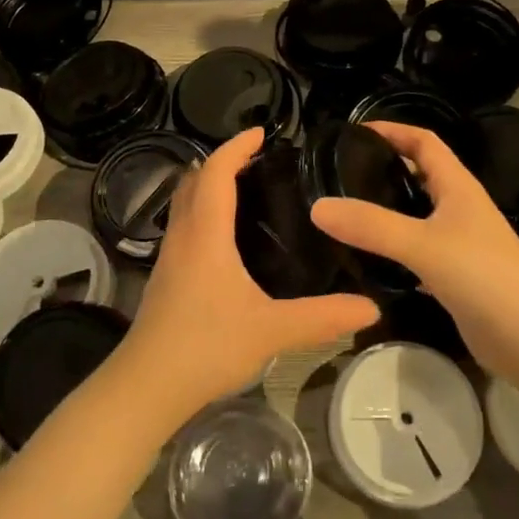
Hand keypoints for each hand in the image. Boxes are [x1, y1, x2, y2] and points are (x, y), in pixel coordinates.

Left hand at [116, 128, 379, 422]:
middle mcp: (184, 235)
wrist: (146, 386)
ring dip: (210, 185)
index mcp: (206, 233)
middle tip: (259, 160)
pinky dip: (204, 212)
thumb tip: (371, 308)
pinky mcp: (166, 277)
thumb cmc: (205, 346)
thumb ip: (322, 317)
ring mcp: (170, 256)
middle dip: (222, 161)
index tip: (263, 132)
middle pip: (195, 179)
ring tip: (248, 190)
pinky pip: (185, 225)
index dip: (236, 146)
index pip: (216, 171)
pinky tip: (228, 238)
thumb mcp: (271, 331)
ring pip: (186, 202)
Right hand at [310, 121, 518, 376]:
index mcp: (458, 187)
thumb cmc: (485, 276)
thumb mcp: (423, 244)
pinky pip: (416, 254)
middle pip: (420, 176)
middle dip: (384, 169)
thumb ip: (372, 225)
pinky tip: (366, 260)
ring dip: (386, 211)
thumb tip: (317, 206)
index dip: (394, 129)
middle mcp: (459, 209)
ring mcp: (458, 245)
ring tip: (344, 213)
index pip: (424, 142)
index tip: (355, 130)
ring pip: (416, 217)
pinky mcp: (454, 278)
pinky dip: (393, 251)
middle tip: (338, 174)